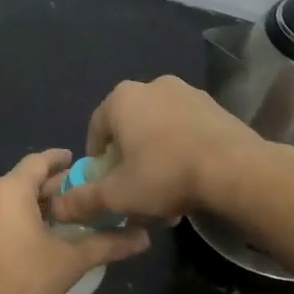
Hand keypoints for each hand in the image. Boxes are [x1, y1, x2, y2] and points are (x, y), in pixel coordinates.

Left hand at [0, 149, 149, 293]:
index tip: (74, 160)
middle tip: (73, 196)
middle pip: (19, 183)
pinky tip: (24, 242)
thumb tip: (144, 238)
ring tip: (52, 220)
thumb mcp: (72, 261)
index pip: (36, 162)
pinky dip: (7, 224)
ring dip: (26, 207)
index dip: (57, 160)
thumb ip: (108, 244)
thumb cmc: (27, 282)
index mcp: (7, 191)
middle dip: (46, 188)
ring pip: (1, 204)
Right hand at [47, 76, 265, 226]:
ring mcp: (188, 93)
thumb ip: (83, 200)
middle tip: (135, 190)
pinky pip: (187, 130)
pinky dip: (182, 151)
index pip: (96, 128)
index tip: (104, 184)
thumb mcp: (116, 195)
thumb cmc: (164, 175)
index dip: (96, 159)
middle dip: (129, 160)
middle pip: (130, 128)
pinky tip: (190, 181)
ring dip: (156, 157)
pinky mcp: (215, 107)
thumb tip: (58, 207)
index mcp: (122, 99)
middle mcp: (153, 86)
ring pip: (159, 130)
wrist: (235, 170)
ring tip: (165, 193)